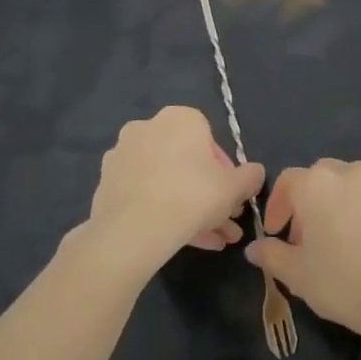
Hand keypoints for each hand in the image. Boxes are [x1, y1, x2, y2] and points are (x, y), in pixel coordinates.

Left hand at [79, 107, 264, 261]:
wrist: (135, 230)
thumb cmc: (193, 195)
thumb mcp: (236, 187)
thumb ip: (250, 176)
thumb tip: (254, 174)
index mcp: (179, 119)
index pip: (209, 138)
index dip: (224, 169)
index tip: (230, 193)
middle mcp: (146, 129)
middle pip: (186, 162)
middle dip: (208, 192)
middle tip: (224, 219)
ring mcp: (121, 157)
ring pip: (166, 182)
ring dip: (189, 208)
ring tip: (211, 240)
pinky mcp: (106, 185)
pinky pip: (144, 195)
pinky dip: (163, 213)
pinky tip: (182, 240)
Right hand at [247, 157, 360, 343]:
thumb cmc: (343, 284)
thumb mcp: (297, 276)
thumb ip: (273, 255)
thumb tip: (255, 247)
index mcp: (315, 186)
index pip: (288, 181)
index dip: (279, 205)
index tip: (279, 233)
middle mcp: (351, 173)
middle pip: (325, 175)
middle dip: (314, 199)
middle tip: (314, 236)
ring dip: (350, 196)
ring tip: (351, 231)